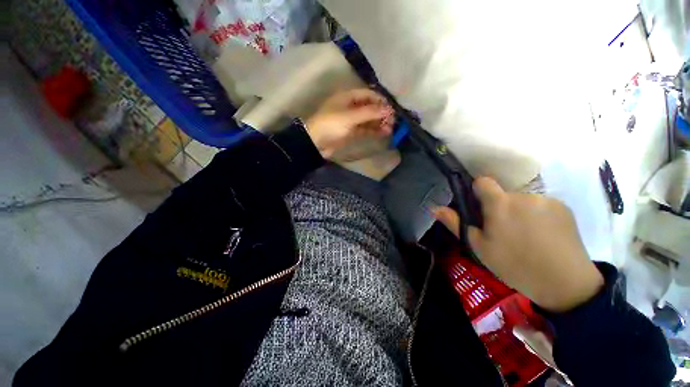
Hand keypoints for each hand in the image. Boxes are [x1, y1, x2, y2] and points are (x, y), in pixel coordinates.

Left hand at [304, 89, 394, 158]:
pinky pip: (364, 129)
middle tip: (392, 122)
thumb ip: (370, 112)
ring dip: (379, 123)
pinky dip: (373, 130)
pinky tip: (382, 133)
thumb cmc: (331, 125)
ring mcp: (351, 120)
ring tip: (390, 130)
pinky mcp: (351, 132)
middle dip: (381, 113)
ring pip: (368, 119)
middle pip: (369, 107)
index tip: (391, 109)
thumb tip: (389, 109)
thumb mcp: (350, 117)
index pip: (368, 94)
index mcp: (348, 97)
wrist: (315, 143)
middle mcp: (350, 106)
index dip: (380, 101)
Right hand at [433, 177, 603, 312]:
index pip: (483, 181)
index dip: (477, 191)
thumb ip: (456, 223)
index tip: (479, 207)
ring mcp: (546, 200)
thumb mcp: (478, 247)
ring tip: (525, 236)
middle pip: (503, 194)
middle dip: (499, 207)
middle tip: (503, 231)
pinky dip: (538, 215)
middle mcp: (523, 195)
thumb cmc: (514, 265)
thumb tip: (435, 208)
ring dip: (518, 211)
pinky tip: (543, 236)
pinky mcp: (564, 207)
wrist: (565, 283)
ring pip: (522, 200)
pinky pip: (541, 205)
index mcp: (500, 204)